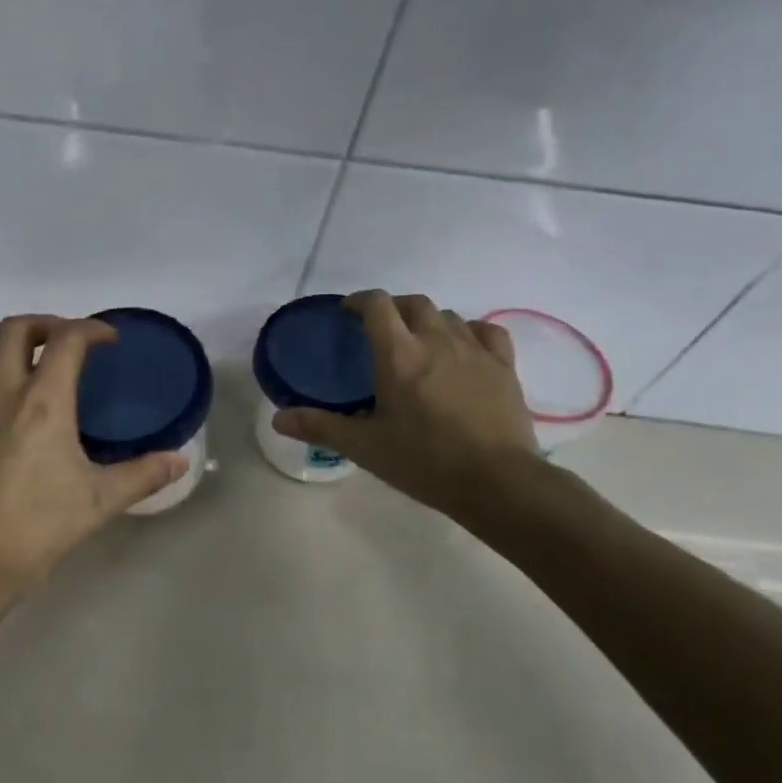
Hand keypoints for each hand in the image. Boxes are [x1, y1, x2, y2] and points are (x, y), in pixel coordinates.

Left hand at [0, 315, 186, 606]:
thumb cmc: (38, 527)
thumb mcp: (99, 501)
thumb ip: (143, 474)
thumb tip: (180, 460)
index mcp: (41, 403)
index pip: (64, 340)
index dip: (91, 328)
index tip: (111, 341)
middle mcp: (3, 396)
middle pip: (14, 329)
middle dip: (47, 323)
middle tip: (75, 345)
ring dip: (25, 353)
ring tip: (56, 378)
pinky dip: (10, 382)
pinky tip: (32, 421)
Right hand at [273, 290, 543, 521]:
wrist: (497, 482)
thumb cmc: (424, 461)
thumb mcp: (364, 446)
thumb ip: (320, 427)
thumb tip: (278, 419)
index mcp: (399, 355)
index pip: (377, 305)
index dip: (359, 300)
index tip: (347, 312)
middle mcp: (437, 341)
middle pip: (414, 303)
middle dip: (393, 308)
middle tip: (379, 330)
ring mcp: (475, 350)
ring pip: (447, 315)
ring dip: (427, 320)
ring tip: (417, 342)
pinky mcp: (504, 366)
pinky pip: (485, 331)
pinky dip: (467, 331)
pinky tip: (462, 348)